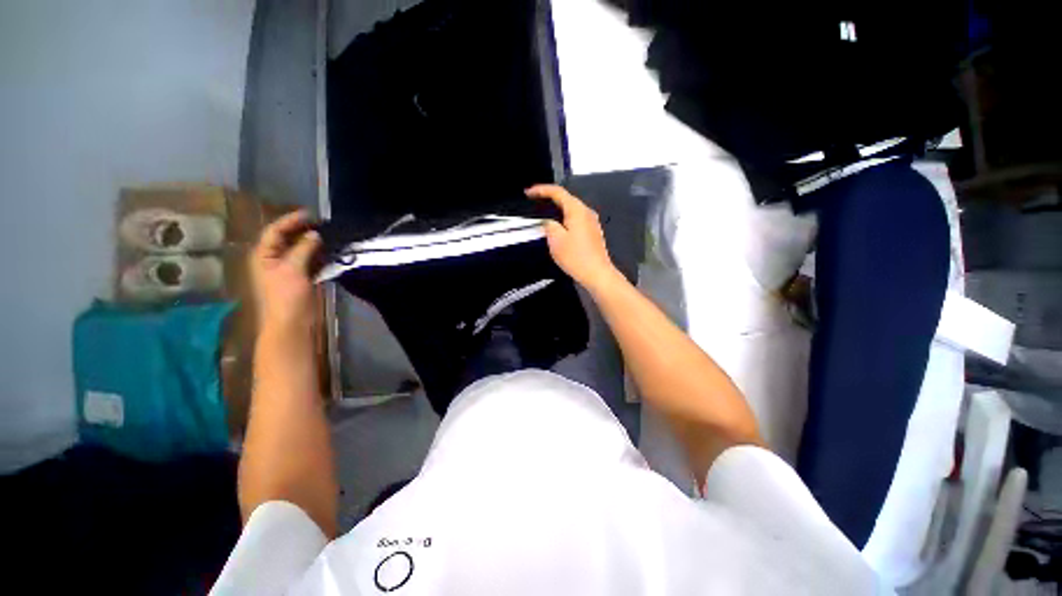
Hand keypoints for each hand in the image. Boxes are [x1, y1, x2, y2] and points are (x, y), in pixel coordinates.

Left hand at [251, 211, 321, 334]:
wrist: (293, 323)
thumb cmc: (286, 296)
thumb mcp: (292, 269)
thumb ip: (303, 249)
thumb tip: (315, 234)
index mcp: (264, 255)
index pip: (275, 231)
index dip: (291, 220)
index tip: (311, 214)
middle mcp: (274, 259)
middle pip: (288, 239)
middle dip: (304, 230)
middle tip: (323, 224)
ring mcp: (289, 269)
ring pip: (302, 250)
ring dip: (314, 243)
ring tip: (331, 236)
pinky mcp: (303, 278)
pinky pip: (311, 261)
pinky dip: (320, 256)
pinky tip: (332, 252)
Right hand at [527, 184, 618, 291]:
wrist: (597, 274)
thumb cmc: (576, 257)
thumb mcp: (556, 240)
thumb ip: (549, 225)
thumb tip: (549, 222)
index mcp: (577, 210)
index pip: (557, 192)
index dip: (541, 190)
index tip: (529, 193)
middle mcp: (587, 212)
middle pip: (566, 199)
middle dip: (549, 199)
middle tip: (534, 202)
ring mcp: (592, 222)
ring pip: (571, 210)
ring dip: (557, 210)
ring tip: (543, 215)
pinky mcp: (593, 232)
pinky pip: (576, 220)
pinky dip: (565, 220)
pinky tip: (558, 228)